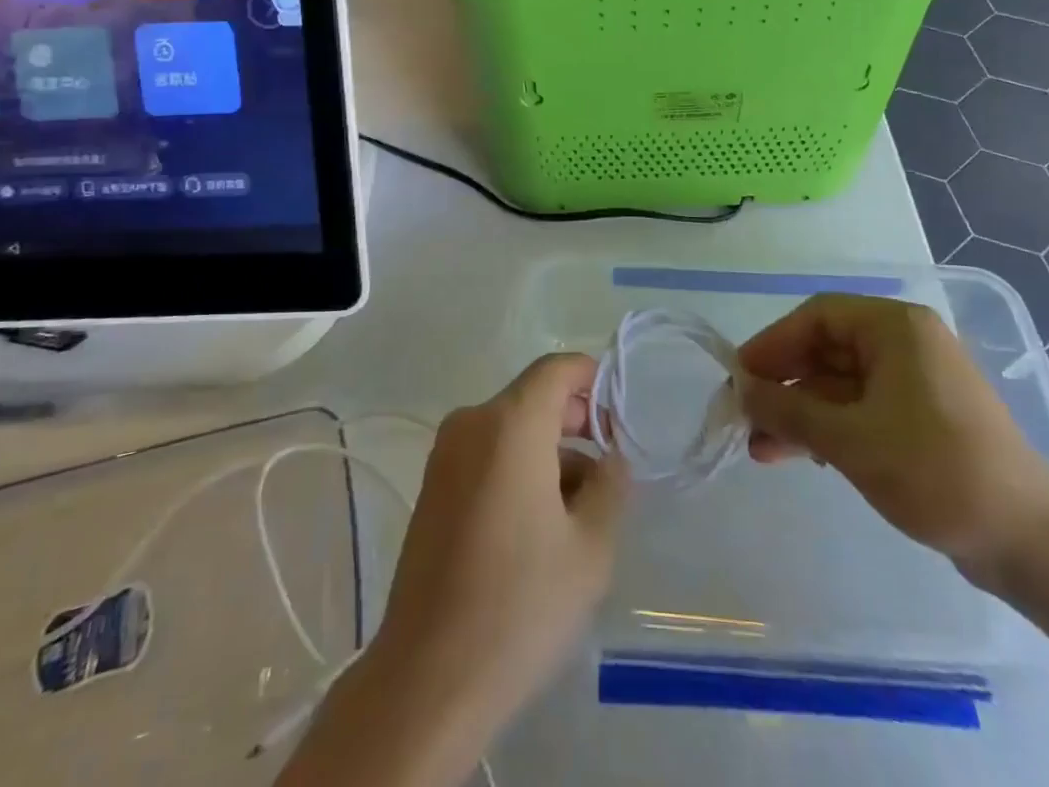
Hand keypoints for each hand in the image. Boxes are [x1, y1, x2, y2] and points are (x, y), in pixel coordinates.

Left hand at [369, 353, 630, 734]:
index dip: (593, 380)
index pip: (557, 369)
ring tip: (579, 513)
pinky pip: (487, 454)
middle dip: (575, 423)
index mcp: (509, 423)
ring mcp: (445, 455)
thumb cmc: (520, 605)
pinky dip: (518, 469)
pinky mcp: (432, 487)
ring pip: (511, 429)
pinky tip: (539, 526)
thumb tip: (610, 458)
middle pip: (533, 397)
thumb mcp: (591, 547)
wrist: (427, 679)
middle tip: (609, 472)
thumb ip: (611, 485)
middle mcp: (472, 423)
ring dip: (549, 452)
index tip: (620, 420)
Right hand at [737, 295, 1048, 586]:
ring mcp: (916, 382)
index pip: (816, 317)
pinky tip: (801, 456)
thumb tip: (739, 389)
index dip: (773, 344)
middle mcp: (905, 343)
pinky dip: (829, 428)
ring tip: (762, 449)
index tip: (740, 378)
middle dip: (784, 386)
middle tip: (746, 418)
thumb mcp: (850, 439)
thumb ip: (788, 410)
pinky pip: (860, 409)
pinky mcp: (922, 418)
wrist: (1029, 543)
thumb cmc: (935, 471)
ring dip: (800, 413)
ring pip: (839, 384)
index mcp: (895, 327)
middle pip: (825, 351)